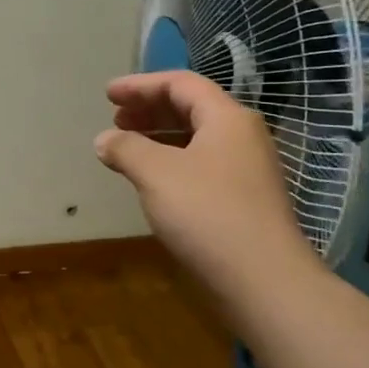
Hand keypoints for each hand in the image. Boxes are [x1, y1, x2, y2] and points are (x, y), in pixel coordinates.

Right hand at [94, 71, 326, 311]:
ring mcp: (246, 170)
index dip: (141, 85)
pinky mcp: (244, 200)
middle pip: (191, 108)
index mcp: (227, 118)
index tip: (108, 94)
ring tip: (127, 146)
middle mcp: (242, 137)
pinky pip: (202, 165)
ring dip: (159, 136)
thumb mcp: (157, 174)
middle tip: (115, 118)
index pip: (181, 84)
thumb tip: (104, 139)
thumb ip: (126, 149)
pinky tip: (152, 180)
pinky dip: (172, 161)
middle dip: (150, 109)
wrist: (264, 282)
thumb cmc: (208, 214)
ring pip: (197, 138)